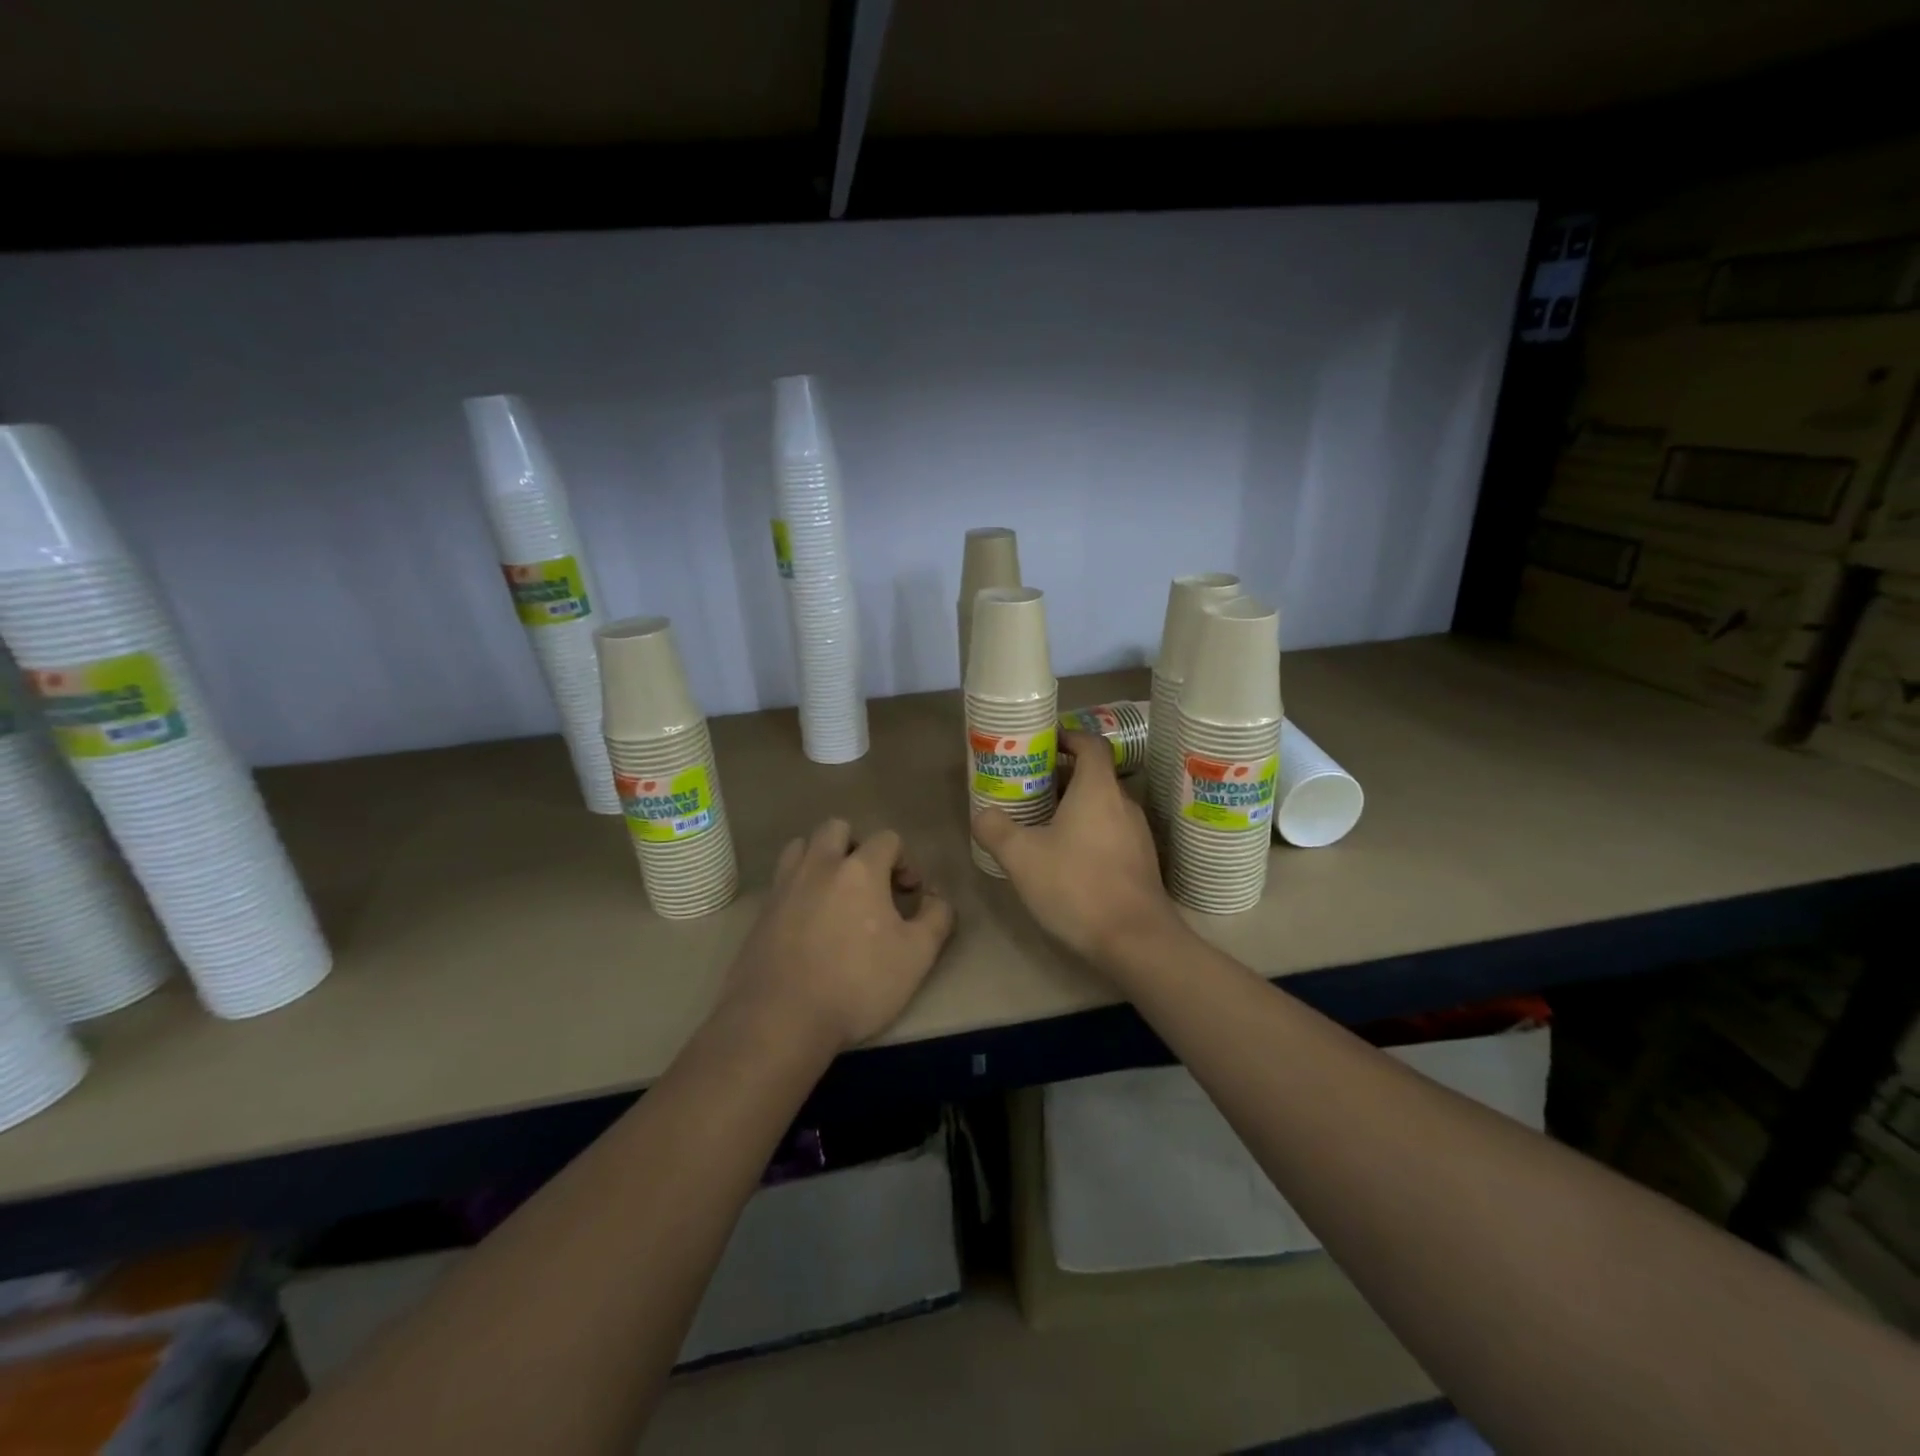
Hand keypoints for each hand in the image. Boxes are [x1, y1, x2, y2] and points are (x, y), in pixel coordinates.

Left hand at [721, 819, 954, 1053]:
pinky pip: (782, 880)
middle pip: (836, 828)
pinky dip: (799, 886)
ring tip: (834, 892)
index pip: (886, 838)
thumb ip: (937, 918)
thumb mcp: (916, 956)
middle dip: (857, 846)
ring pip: (802, 846)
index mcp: (860, 870)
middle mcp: (819, 866)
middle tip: (869, 883)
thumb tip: (938, 898)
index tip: (909, 893)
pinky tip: (808, 920)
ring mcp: (785, 886)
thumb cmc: (857, 984)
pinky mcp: (761, 912)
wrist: (781, 1019)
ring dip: (821, 858)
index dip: (904, 860)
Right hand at [972, 729, 1180, 966]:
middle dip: (1059, 777)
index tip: (1042, 743)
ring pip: (1101, 805)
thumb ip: (996, 829)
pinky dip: (1087, 830)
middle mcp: (1123, 803)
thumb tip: (983, 814)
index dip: (1067, 737)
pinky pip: (1110, 831)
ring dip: (1072, 806)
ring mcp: (1137, 833)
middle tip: (1027, 788)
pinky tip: (1064, 857)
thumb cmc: (1077, 885)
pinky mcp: (1140, 861)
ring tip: (1039, 822)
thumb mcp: (1022, 857)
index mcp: (1098, 789)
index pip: (1090, 743)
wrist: (1135, 940)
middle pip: (1092, 775)